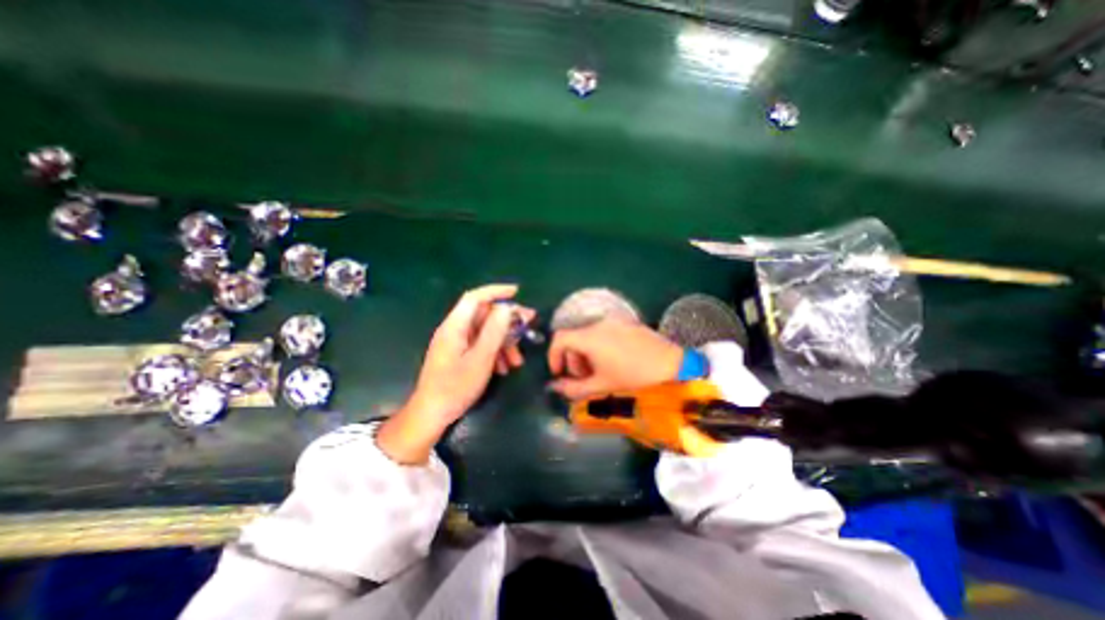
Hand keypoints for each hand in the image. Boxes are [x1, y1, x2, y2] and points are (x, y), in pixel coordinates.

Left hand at [377, 283, 538, 462]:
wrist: (431, 414)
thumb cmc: (455, 387)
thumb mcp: (480, 359)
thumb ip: (494, 331)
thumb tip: (507, 308)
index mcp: (455, 326)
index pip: (475, 297)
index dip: (496, 291)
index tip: (517, 292)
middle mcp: (454, 330)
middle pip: (483, 315)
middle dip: (507, 322)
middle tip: (528, 326)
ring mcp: (455, 343)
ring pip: (485, 332)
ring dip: (503, 342)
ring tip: (517, 361)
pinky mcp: (458, 354)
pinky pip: (480, 345)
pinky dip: (494, 352)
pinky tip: (504, 368)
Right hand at [547, 317, 686, 399]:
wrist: (674, 367)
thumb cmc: (634, 379)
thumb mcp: (601, 387)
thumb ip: (573, 389)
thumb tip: (554, 387)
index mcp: (590, 337)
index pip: (560, 338)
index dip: (554, 356)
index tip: (559, 373)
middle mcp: (600, 324)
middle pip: (575, 337)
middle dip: (573, 359)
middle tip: (583, 378)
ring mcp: (616, 322)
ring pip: (590, 335)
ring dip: (587, 353)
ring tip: (600, 372)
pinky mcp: (629, 323)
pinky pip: (605, 332)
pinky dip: (600, 346)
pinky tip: (615, 362)